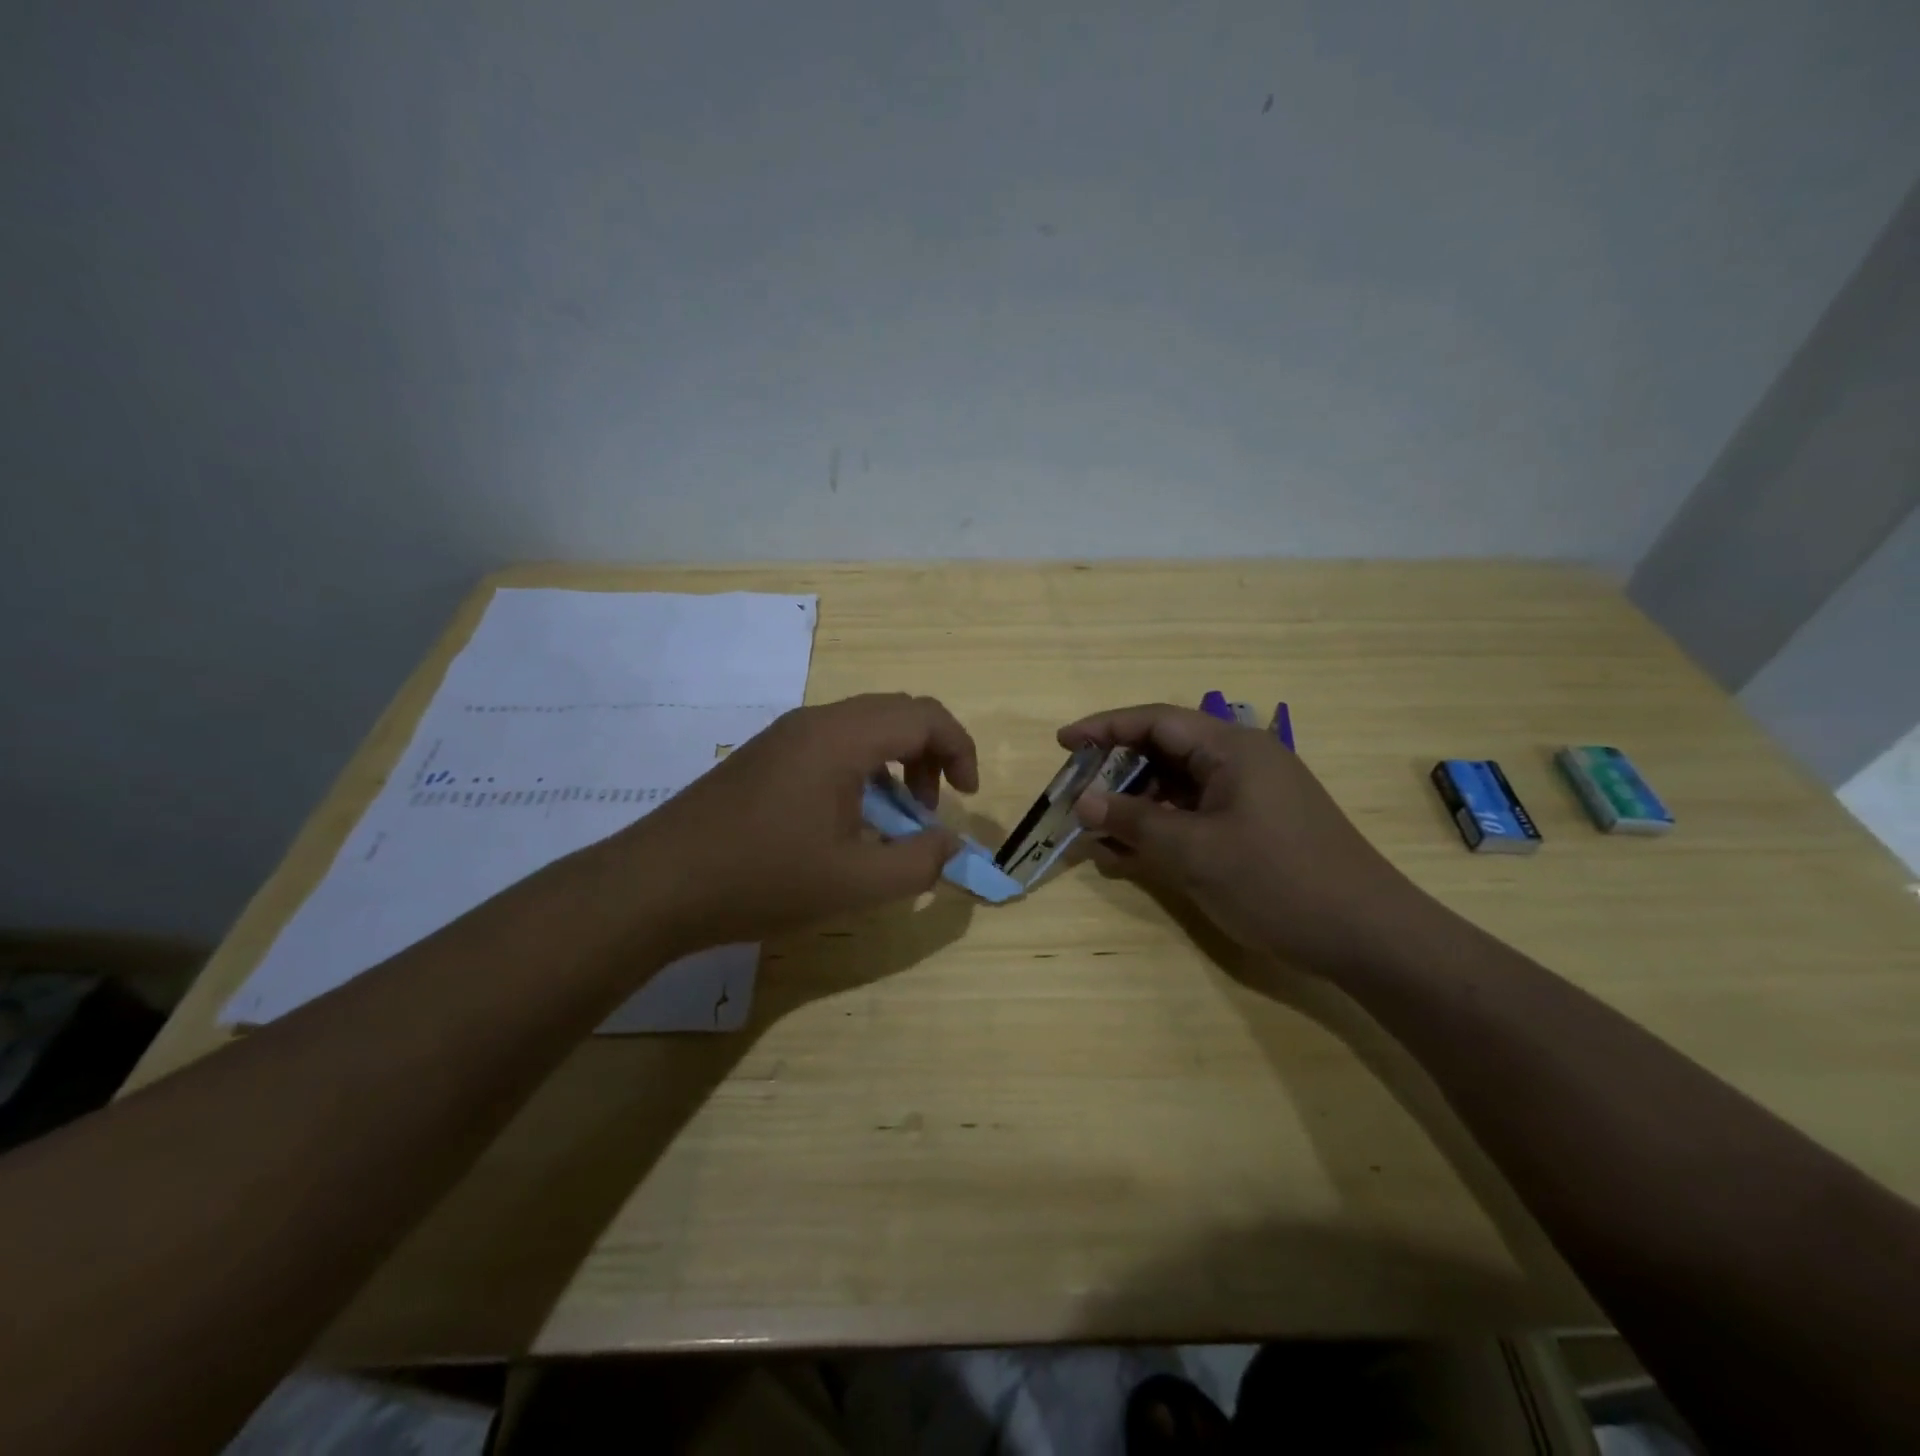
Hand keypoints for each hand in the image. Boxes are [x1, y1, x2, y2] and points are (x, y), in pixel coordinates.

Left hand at [622, 693, 976, 955]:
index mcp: (841, 738)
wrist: (658, 885)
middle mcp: (814, 721)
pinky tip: (848, 823)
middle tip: (929, 811)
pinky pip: (832, 746)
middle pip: (896, 713)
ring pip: (863, 729)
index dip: (959, 750)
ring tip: (892, 822)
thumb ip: (918, 863)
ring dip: (894, 765)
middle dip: (930, 755)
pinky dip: (861, 772)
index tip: (966, 798)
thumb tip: (950, 845)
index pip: (924, 715)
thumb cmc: (762, 879)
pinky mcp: (765, 756)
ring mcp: (784, 736)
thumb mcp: (854, 883)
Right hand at [1059, 704, 1430, 975]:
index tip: (1061, 743)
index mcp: (1232, 748)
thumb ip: (1133, 821)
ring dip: (1137, 804)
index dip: (1104, 727)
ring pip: (1179, 785)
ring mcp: (1253, 794)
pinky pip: (1197, 813)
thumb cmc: (1278, 882)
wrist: (1369, 936)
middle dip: (1116, 771)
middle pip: (1166, 750)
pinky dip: (1164, 826)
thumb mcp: (1194, 852)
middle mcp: (1243, 760)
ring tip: (1097, 829)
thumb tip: (1082, 801)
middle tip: (1076, 794)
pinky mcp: (1258, 825)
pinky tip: (1133, 852)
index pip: (1155, 721)